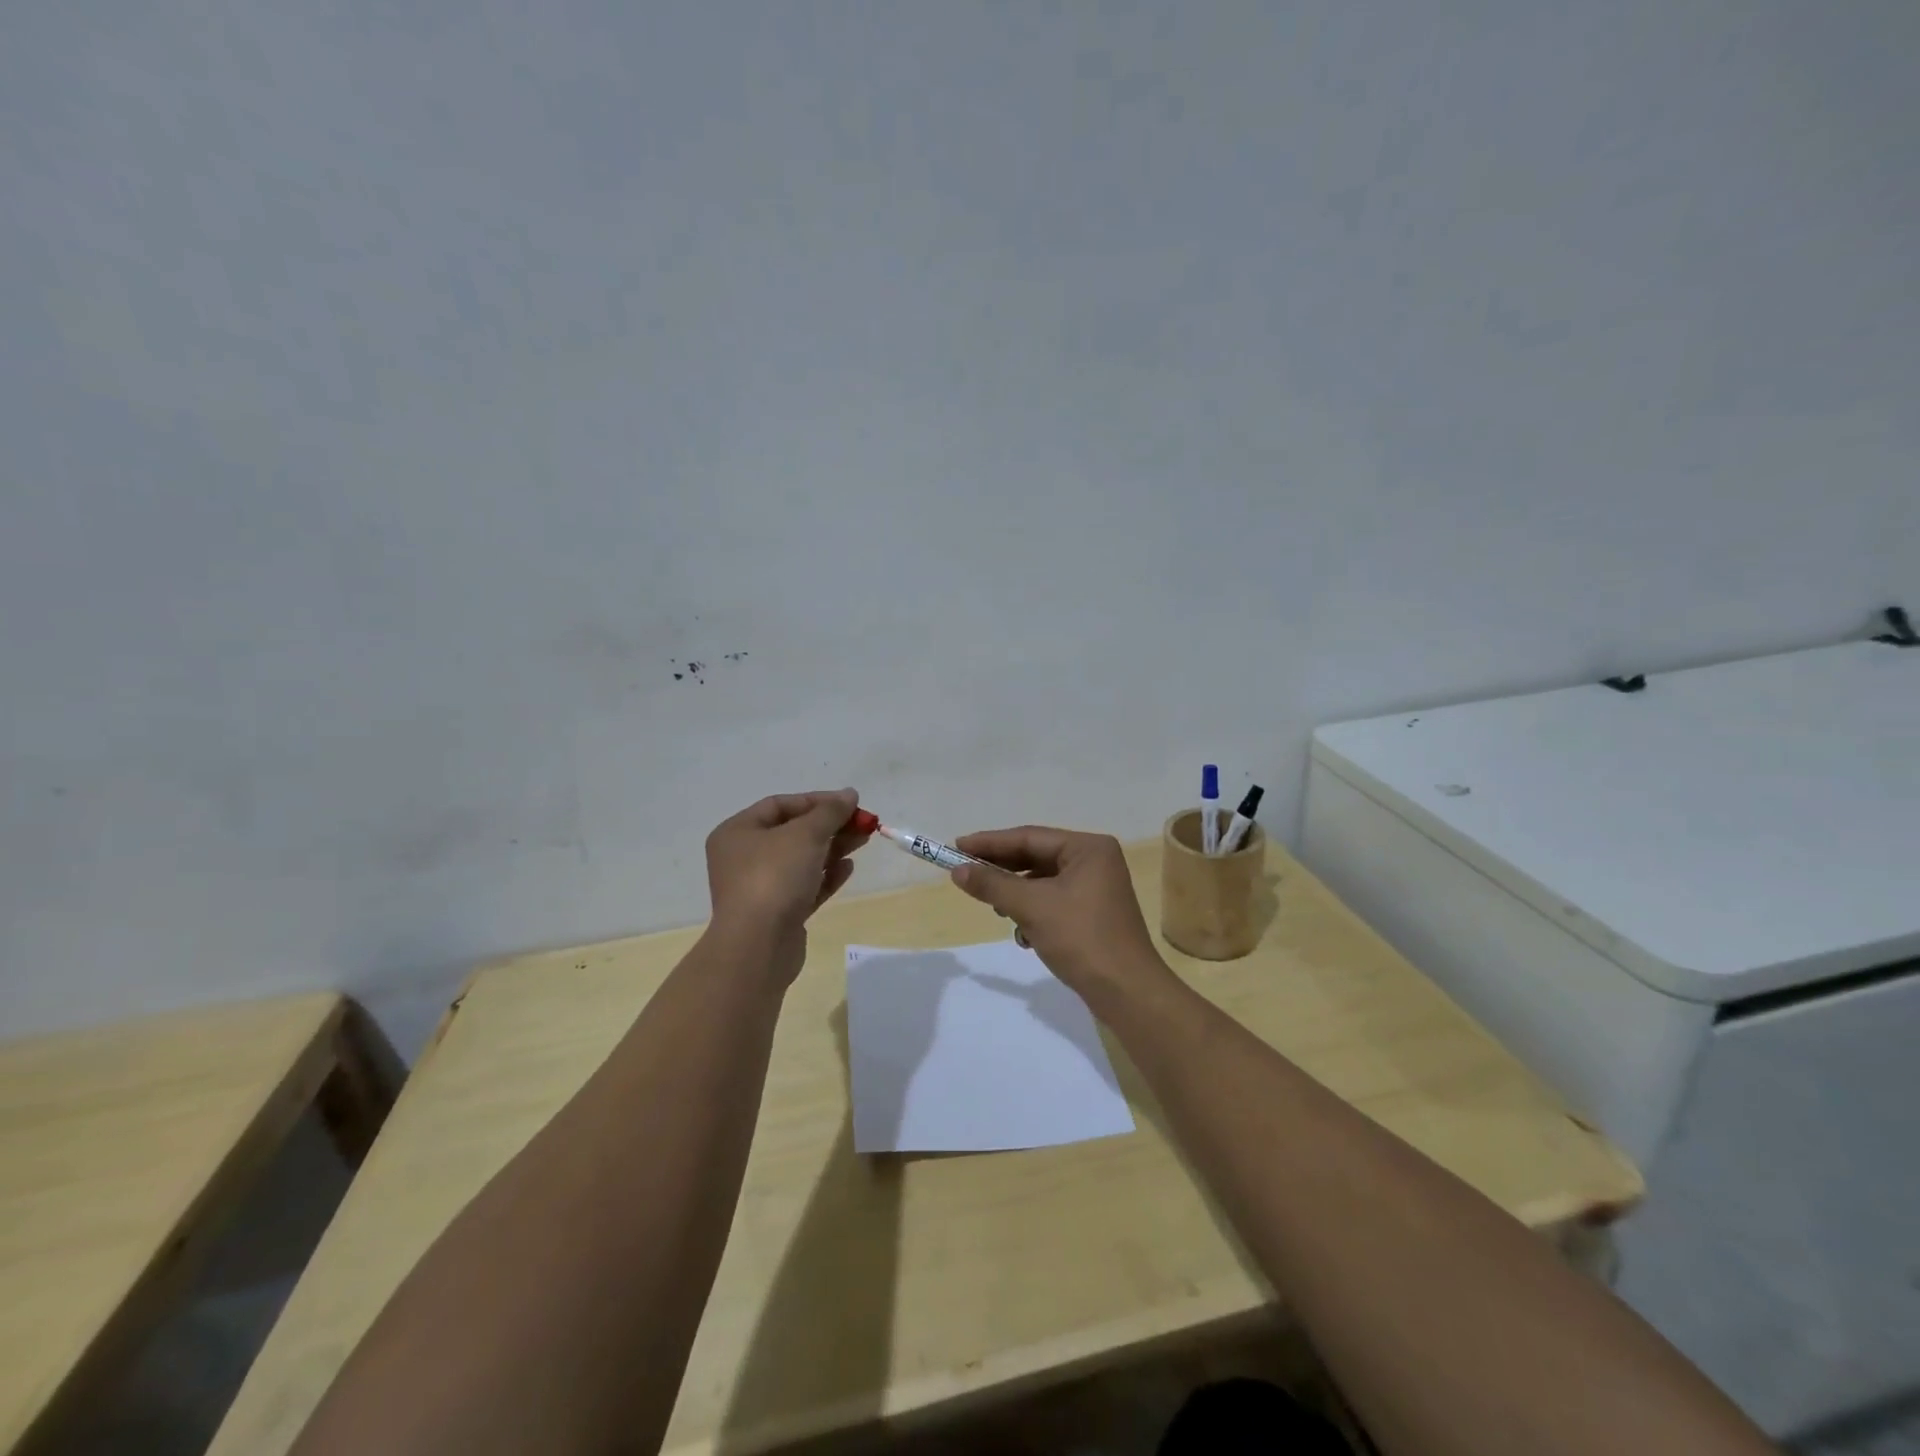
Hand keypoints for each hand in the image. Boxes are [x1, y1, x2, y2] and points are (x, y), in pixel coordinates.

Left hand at [704, 789, 869, 982]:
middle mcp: (743, 858)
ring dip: (833, 848)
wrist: (758, 946)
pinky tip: (848, 868)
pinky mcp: (777, 914)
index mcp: (737, 832)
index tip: (849, 803)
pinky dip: (826, 876)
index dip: (817, 801)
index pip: (780, 805)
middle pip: (793, 832)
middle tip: (863, 823)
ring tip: (863, 841)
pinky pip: (805, 887)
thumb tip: (849, 794)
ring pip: (801, 860)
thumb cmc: (774, 877)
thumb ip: (830, 812)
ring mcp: (759, 888)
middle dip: (830, 825)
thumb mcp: (805, 834)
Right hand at [949, 826, 1172, 1009]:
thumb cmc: (1081, 938)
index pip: (1029, 837)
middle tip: (964, 874)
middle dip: (1002, 870)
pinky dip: (1033, 913)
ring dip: (1016, 895)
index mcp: (1088, 848)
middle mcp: (1095, 860)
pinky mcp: (1093, 914)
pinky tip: (1023, 934)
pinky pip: (1053, 902)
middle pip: (1036, 857)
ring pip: (1042, 882)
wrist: (1126, 992)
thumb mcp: (1031, 907)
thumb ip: (992, 884)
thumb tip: (958, 870)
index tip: (956, 846)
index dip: (989, 843)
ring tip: (995, 908)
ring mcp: (1097, 888)